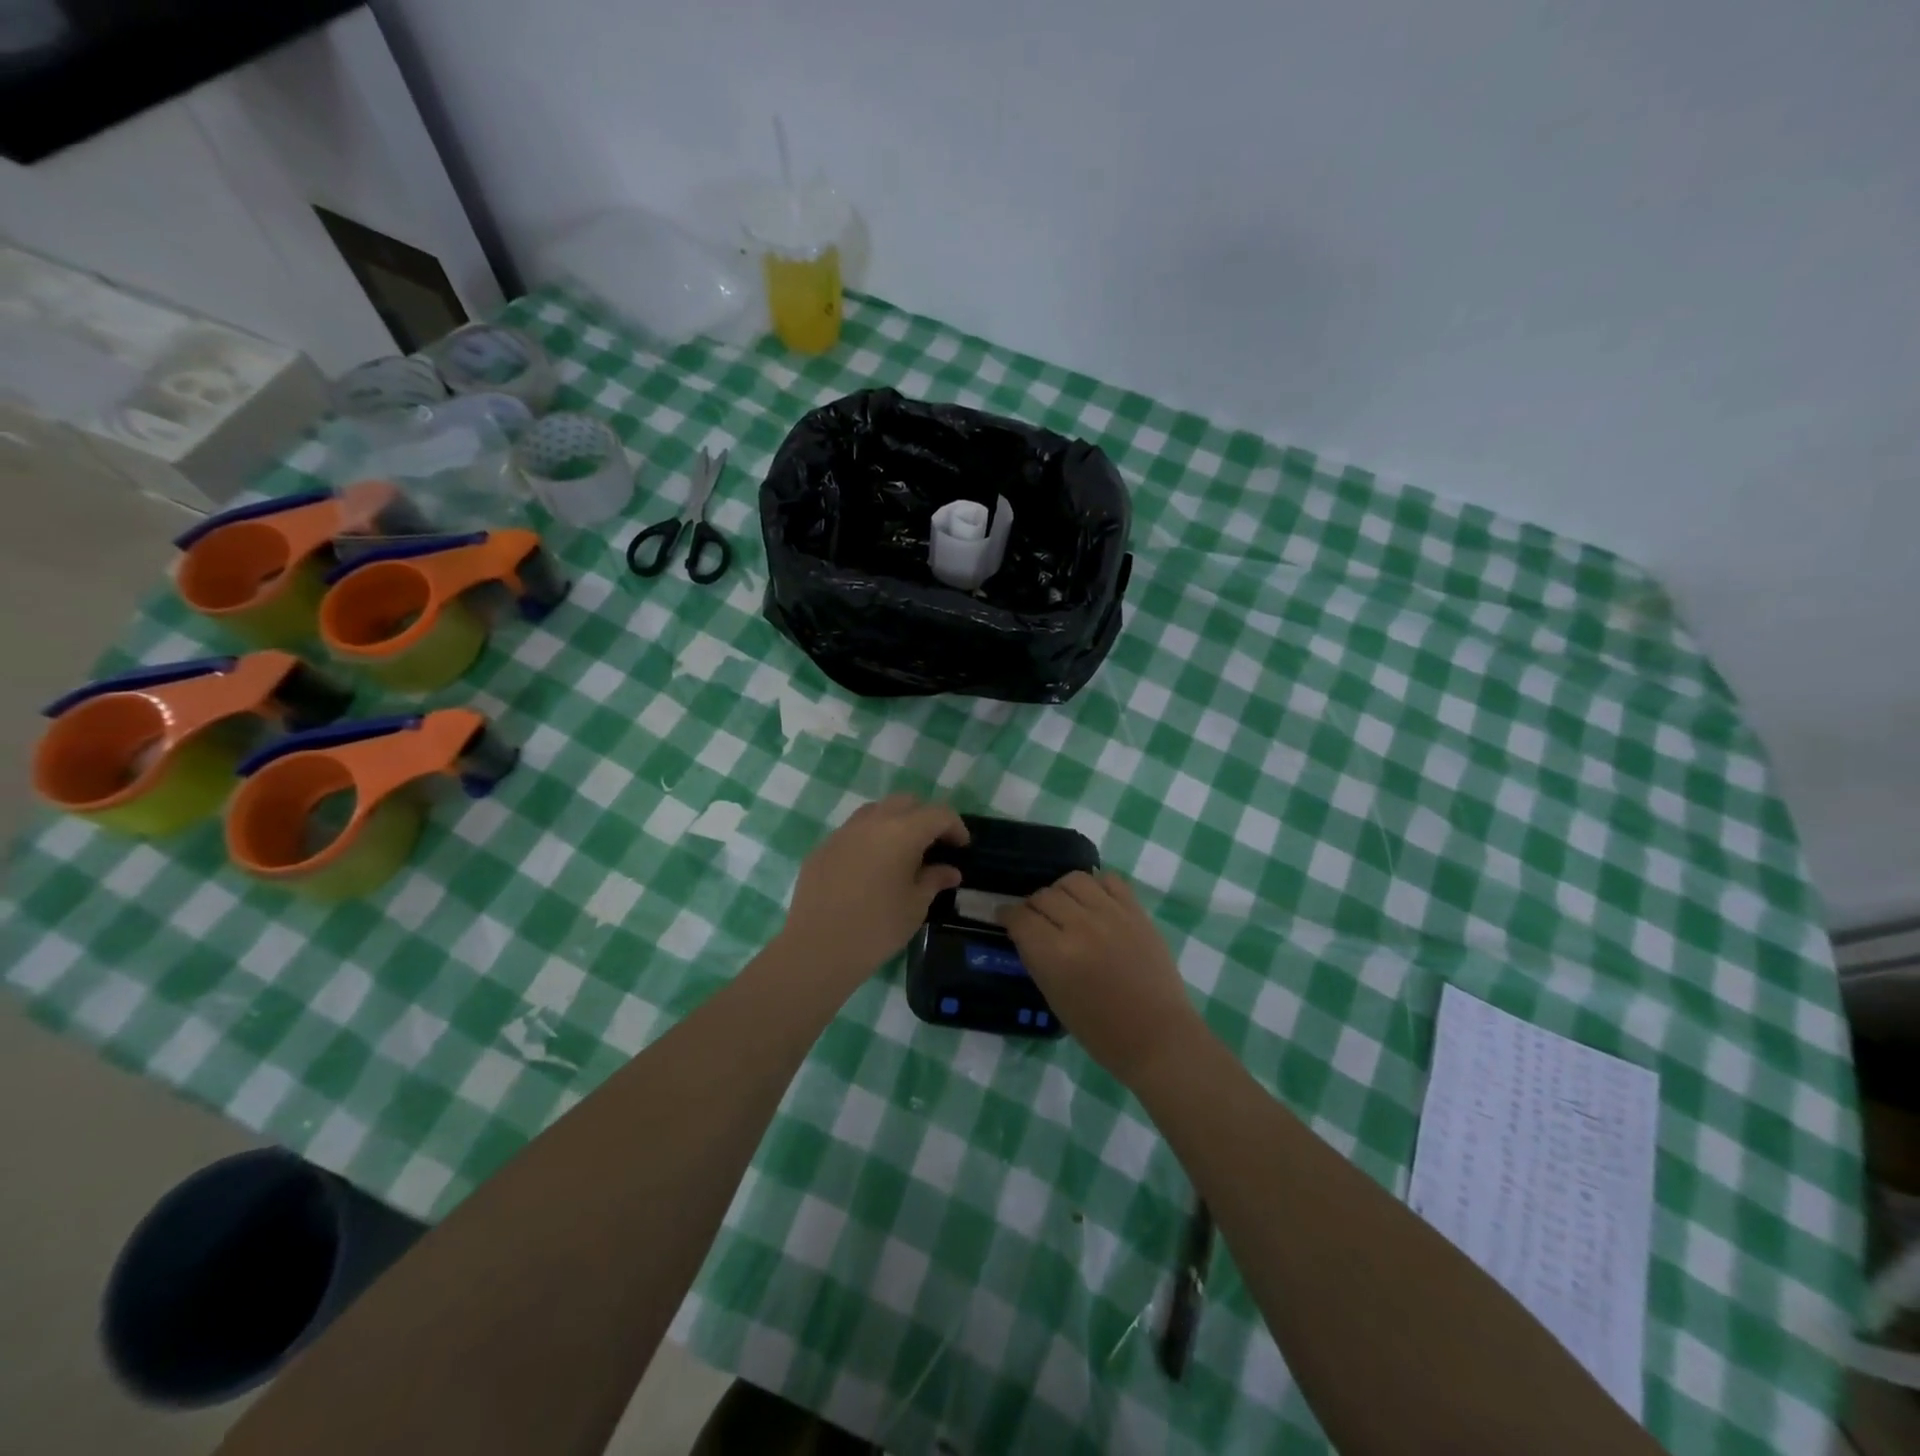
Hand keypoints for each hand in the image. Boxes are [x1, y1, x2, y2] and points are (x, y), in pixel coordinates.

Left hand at [777, 794, 968, 984]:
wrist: (818, 948)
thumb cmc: (877, 928)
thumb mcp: (915, 906)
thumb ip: (934, 880)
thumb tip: (949, 871)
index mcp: (902, 832)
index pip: (938, 814)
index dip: (955, 826)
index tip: (962, 847)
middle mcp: (872, 822)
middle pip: (906, 802)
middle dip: (924, 817)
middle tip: (933, 845)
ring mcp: (843, 832)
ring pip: (876, 811)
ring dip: (894, 822)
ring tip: (901, 852)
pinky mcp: (823, 847)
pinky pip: (853, 831)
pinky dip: (869, 839)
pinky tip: (870, 867)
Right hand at [1001, 871, 1204, 1082]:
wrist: (1157, 1036)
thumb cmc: (1101, 1031)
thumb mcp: (1054, 998)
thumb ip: (1037, 958)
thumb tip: (1025, 932)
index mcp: (1054, 955)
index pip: (1020, 917)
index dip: (1007, 915)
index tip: (1005, 917)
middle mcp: (1080, 926)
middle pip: (1043, 895)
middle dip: (1033, 905)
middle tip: (1036, 918)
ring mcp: (1111, 914)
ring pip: (1073, 880)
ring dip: (1061, 891)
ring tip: (1065, 906)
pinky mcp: (1136, 911)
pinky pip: (1109, 880)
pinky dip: (1096, 886)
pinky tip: (1094, 901)